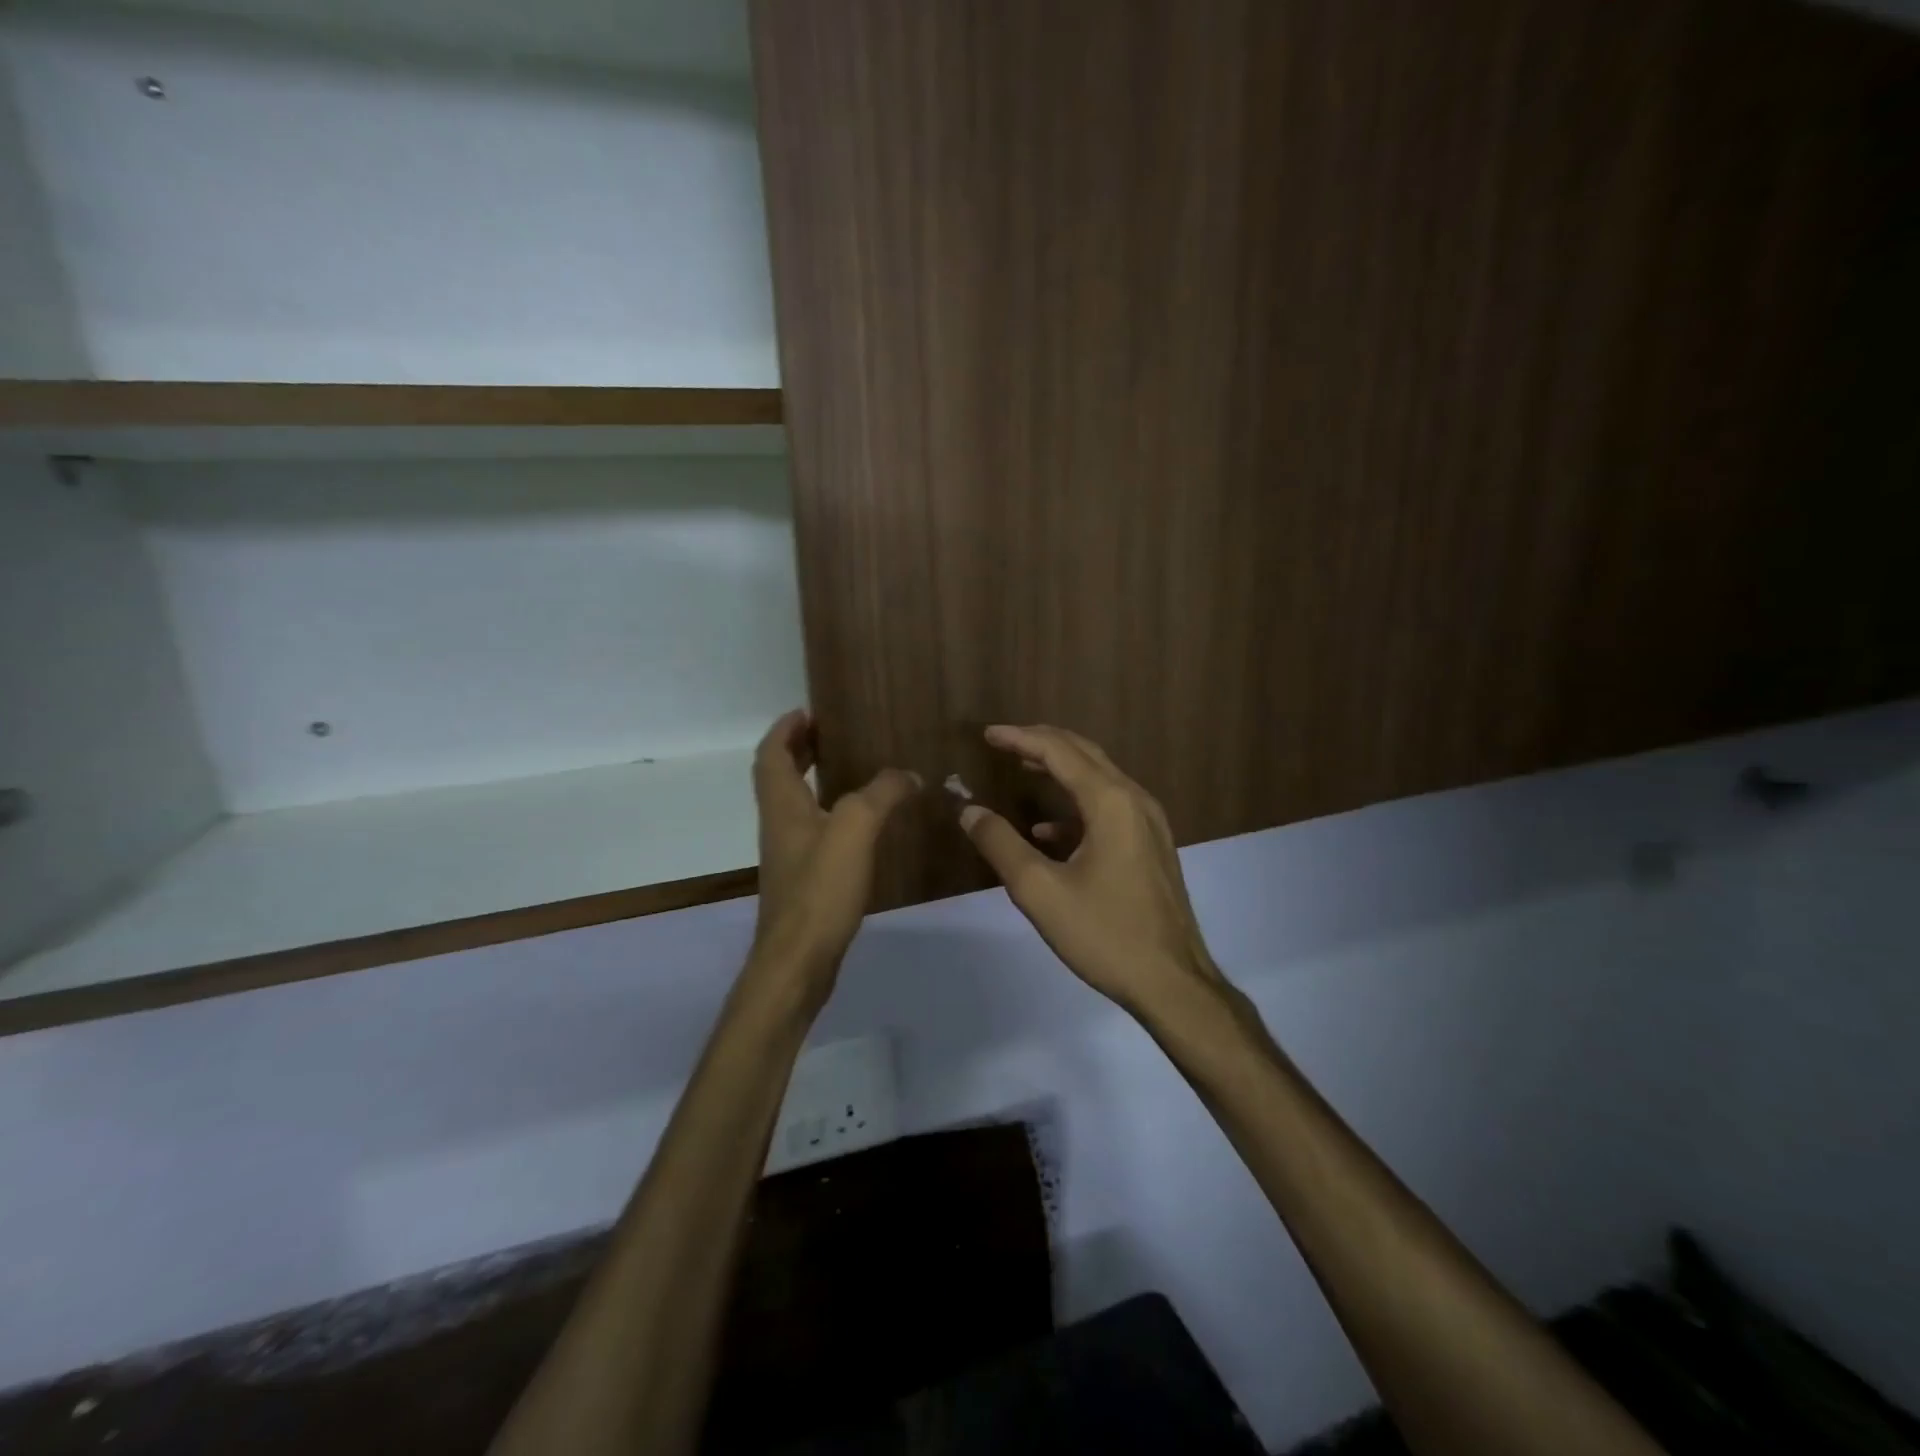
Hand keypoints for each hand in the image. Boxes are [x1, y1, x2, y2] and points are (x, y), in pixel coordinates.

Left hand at [748, 710, 917, 1004]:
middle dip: (798, 750)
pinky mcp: (803, 880)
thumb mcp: (854, 829)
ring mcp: (789, 855)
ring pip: (795, 805)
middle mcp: (779, 825)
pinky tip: (860, 824)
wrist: (799, 961)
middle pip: (778, 777)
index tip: (807, 711)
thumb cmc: (820, 889)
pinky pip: (813, 831)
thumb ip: (881, 794)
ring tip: (849, 769)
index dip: (785, 729)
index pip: (772, 754)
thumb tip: (908, 774)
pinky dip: (829, 813)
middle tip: (829, 733)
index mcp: (782, 805)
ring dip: (813, 780)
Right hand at [959, 724, 1226, 1014]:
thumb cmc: (1105, 934)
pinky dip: (1075, 806)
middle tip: (1003, 742)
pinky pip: (1109, 808)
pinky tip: (1046, 830)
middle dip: (1041, 743)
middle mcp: (1134, 800)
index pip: (1059, 750)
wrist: (1173, 983)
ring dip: (1059, 769)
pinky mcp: (1151, 846)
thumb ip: (1000, 844)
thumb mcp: (1040, 891)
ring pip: (1098, 778)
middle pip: (1084, 753)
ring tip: (1021, 768)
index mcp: (1110, 802)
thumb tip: (969, 810)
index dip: (1020, 738)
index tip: (987, 734)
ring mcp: (1148, 823)